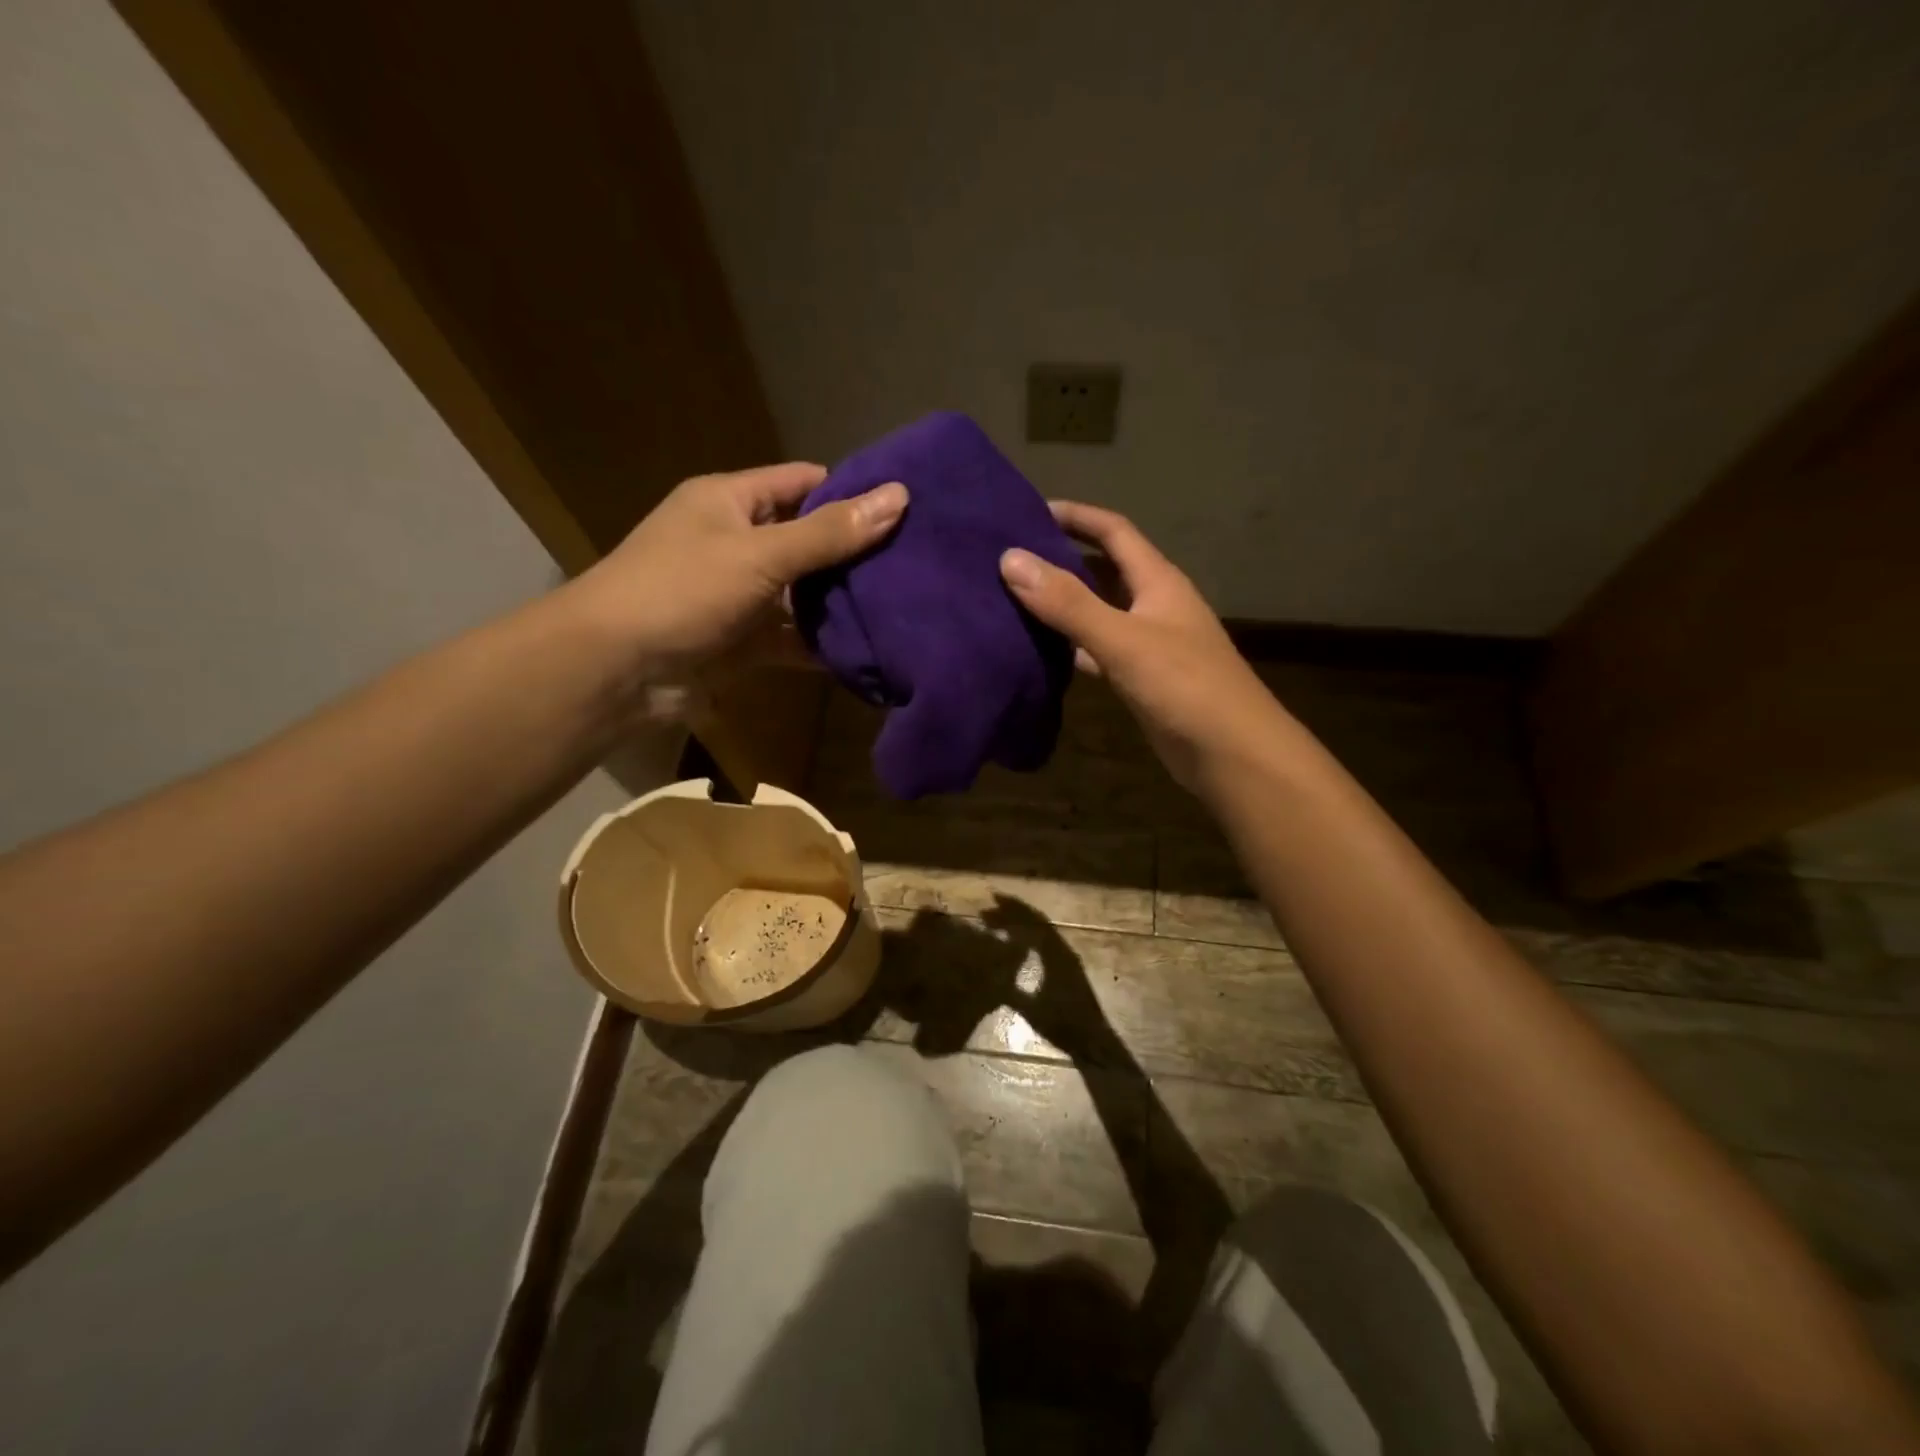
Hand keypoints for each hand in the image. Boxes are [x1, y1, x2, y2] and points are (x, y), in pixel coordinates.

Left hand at [569, 462, 906, 682]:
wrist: (616, 669)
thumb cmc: (682, 590)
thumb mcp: (760, 553)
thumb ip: (830, 532)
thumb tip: (899, 496)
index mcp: (730, 501)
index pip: (802, 483)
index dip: (850, 491)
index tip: (905, 508)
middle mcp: (736, 542)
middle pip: (807, 540)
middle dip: (854, 553)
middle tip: (916, 563)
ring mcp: (739, 596)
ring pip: (803, 593)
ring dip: (842, 602)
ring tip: (905, 605)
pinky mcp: (743, 642)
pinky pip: (792, 637)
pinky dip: (822, 645)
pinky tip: (869, 650)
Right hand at [999, 502, 1286, 791]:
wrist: (1232, 754)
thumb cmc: (1184, 686)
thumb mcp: (1123, 639)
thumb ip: (1068, 602)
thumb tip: (1010, 558)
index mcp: (1158, 581)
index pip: (1114, 531)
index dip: (1076, 516)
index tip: (1029, 511)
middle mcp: (1155, 605)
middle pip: (1105, 570)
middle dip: (1063, 558)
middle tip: (1012, 558)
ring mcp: (1150, 644)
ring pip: (1100, 612)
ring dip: (1065, 605)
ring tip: (1015, 600)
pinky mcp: (1142, 679)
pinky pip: (1100, 651)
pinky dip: (1073, 648)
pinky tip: (1042, 653)